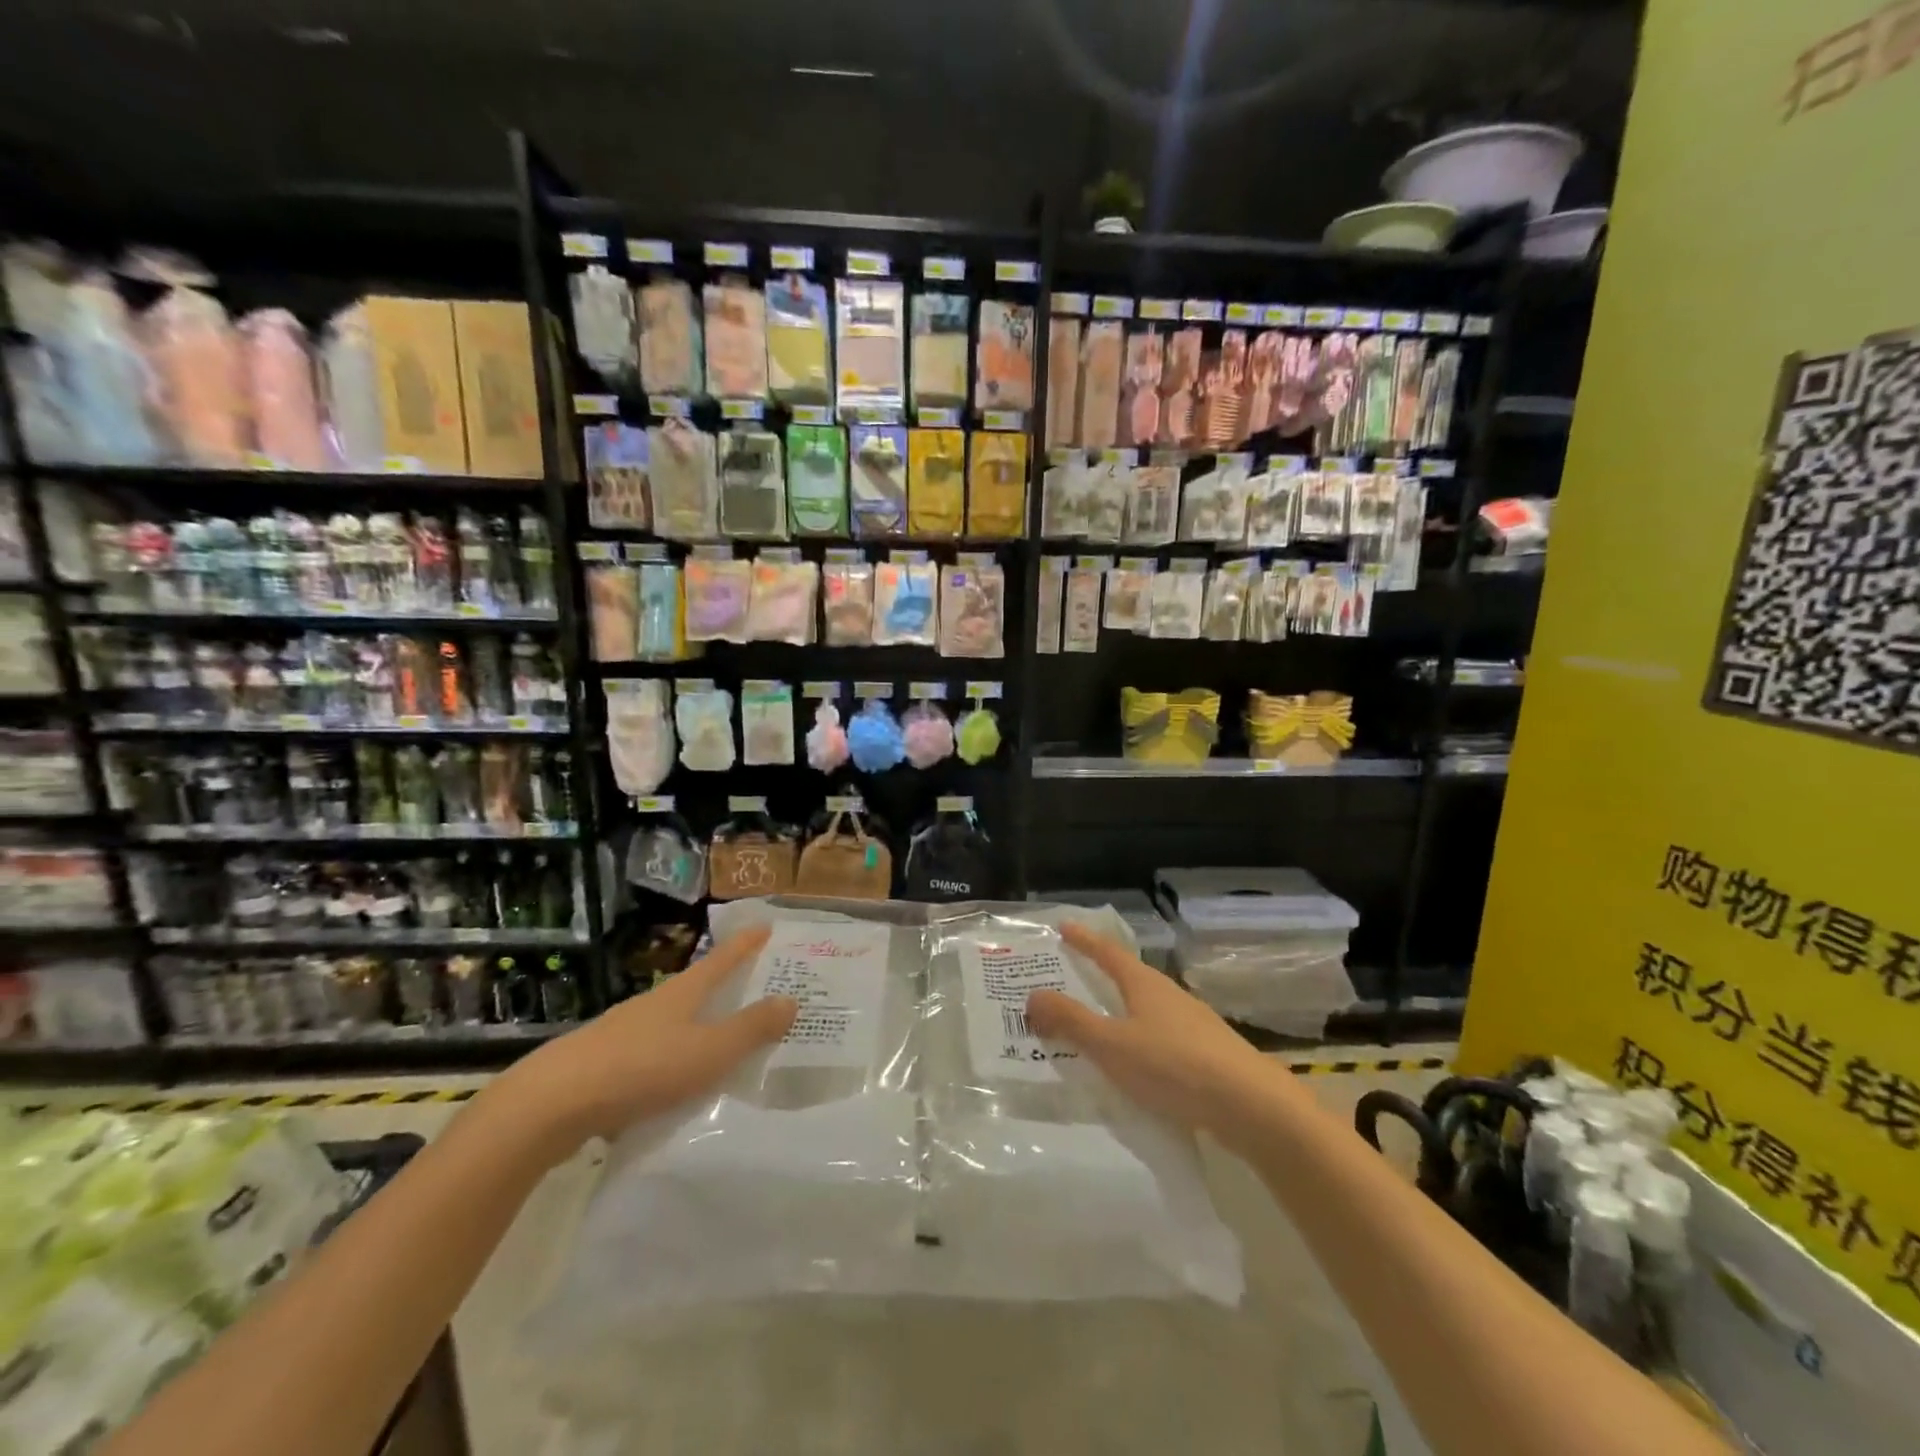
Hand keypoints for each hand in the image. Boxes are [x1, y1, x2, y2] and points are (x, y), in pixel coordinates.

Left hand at [491, 926, 794, 1159]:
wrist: (551, 1106)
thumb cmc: (642, 1068)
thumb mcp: (709, 1051)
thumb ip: (751, 1029)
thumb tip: (792, 999)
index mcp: (682, 992)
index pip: (723, 958)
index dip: (746, 944)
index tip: (766, 926)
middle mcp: (654, 1004)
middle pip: (697, 987)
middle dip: (726, 986)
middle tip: (756, 989)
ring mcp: (624, 1033)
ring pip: (673, 1023)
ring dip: (698, 1027)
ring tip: (723, 1044)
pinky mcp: (604, 1066)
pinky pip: (652, 1057)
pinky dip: (672, 1062)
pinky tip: (677, 1088)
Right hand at [1027, 923, 1278, 1143]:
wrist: (1252, 1107)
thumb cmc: (1174, 1066)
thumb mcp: (1112, 1044)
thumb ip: (1071, 1021)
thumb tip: (1032, 996)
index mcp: (1144, 985)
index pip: (1107, 952)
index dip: (1084, 940)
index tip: (1064, 926)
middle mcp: (1169, 996)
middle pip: (1128, 978)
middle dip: (1098, 976)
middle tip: (1070, 978)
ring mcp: (1192, 1025)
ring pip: (1145, 1010)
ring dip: (1119, 1012)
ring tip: (1095, 1026)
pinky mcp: (1207, 1055)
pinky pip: (1160, 1038)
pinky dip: (1138, 1041)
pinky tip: (1134, 1065)